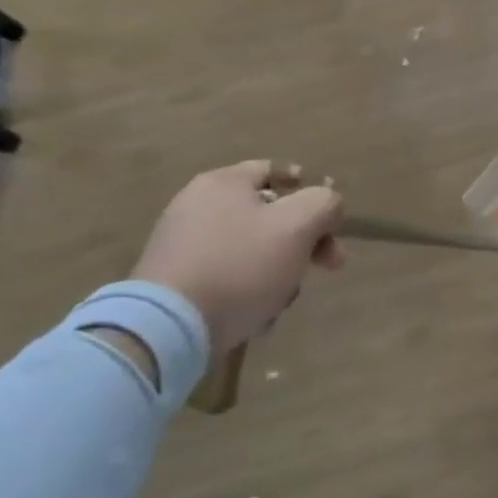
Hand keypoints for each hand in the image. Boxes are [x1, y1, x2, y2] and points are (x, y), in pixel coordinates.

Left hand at [131, 161, 344, 354]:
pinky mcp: (175, 282)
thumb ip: (324, 204)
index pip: (273, 169)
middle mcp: (197, 206)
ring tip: (285, 298)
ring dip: (279, 269)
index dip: (307, 186)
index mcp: (224, 183)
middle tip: (330, 264)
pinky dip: (248, 290)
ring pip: (251, 249)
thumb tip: (329, 204)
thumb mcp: (298, 226)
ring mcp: (182, 245)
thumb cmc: (241, 266)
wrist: (167, 328)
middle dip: (305, 240)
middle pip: (268, 214)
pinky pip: (227, 276)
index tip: (329, 215)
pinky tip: (258, 314)